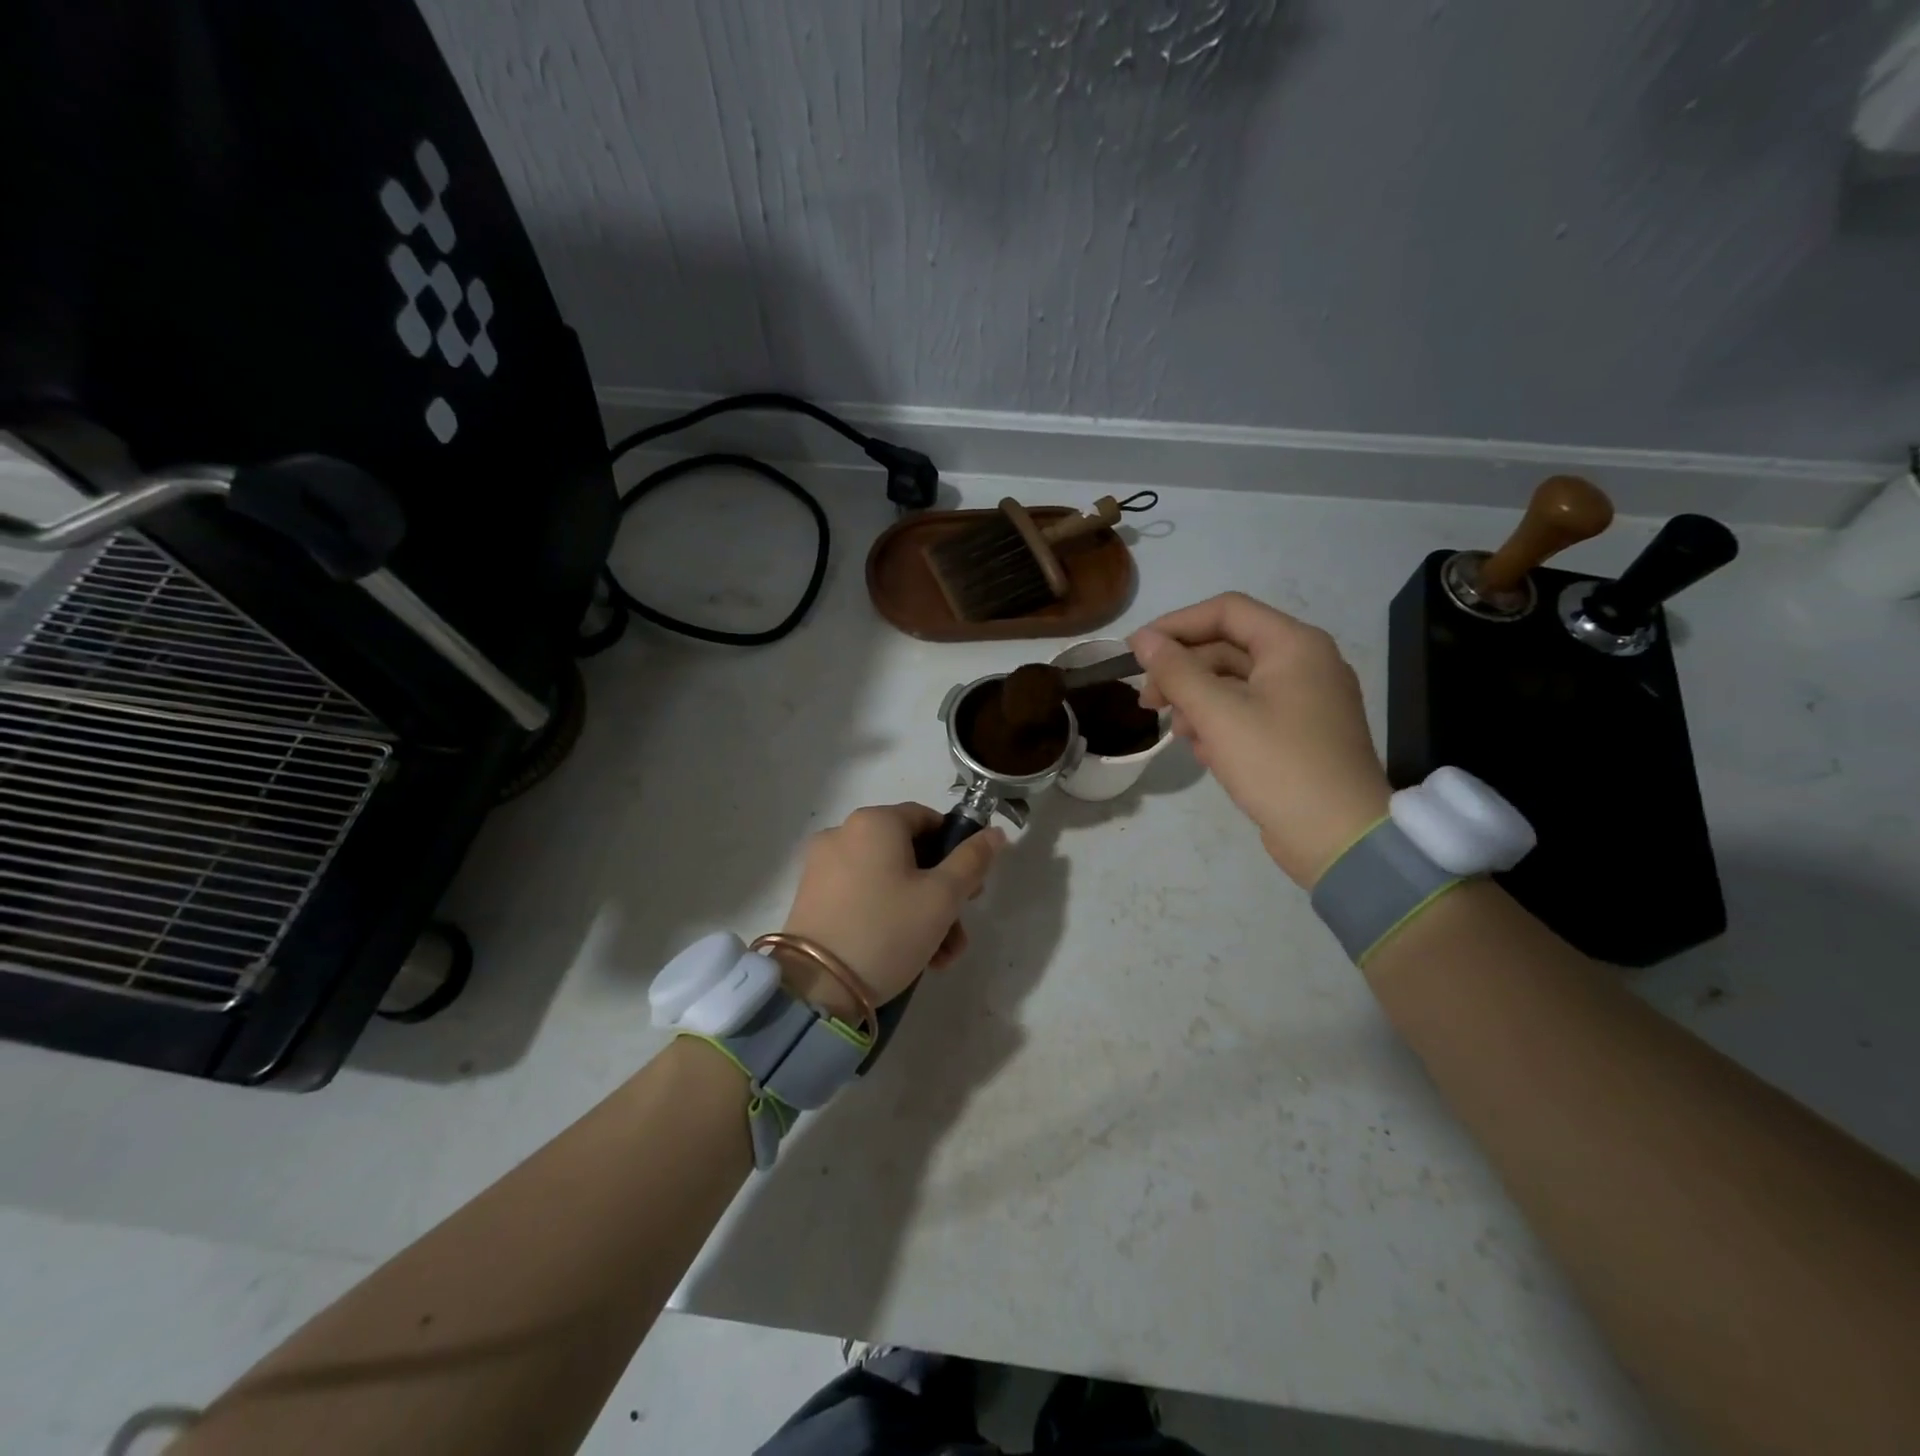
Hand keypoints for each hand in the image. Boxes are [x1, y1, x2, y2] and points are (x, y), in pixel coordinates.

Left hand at [777, 803, 1005, 1018]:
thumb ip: (972, 860)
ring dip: (920, 912)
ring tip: (940, 957)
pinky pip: (863, 895)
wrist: (816, 986)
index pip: (928, 819)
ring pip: (888, 879)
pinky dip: (888, 916)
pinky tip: (909, 955)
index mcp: (875, 822)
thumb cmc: (887, 930)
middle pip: (909, 853)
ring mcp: (823, 865)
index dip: (957, 850)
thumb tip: (995, 833)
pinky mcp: (813, 896)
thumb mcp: (942, 897)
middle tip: (958, 930)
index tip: (972, 889)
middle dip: (942, 893)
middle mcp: (844, 833)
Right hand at [1131, 592, 1389, 886]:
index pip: (1225, 611)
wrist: (1339, 839)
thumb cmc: (1277, 765)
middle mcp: (1305, 663)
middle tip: (1148, 703)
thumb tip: (1142, 639)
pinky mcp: (1300, 734)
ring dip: (1198, 701)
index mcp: (1294, 645)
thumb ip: (1176, 671)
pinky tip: (1204, 752)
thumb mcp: (1218, 714)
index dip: (1175, 625)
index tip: (1135, 652)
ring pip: (1235, 683)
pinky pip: (1250, 712)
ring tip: (1178, 734)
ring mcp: (1305, 700)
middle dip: (1183, 672)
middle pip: (1228, 648)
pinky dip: (1221, 724)